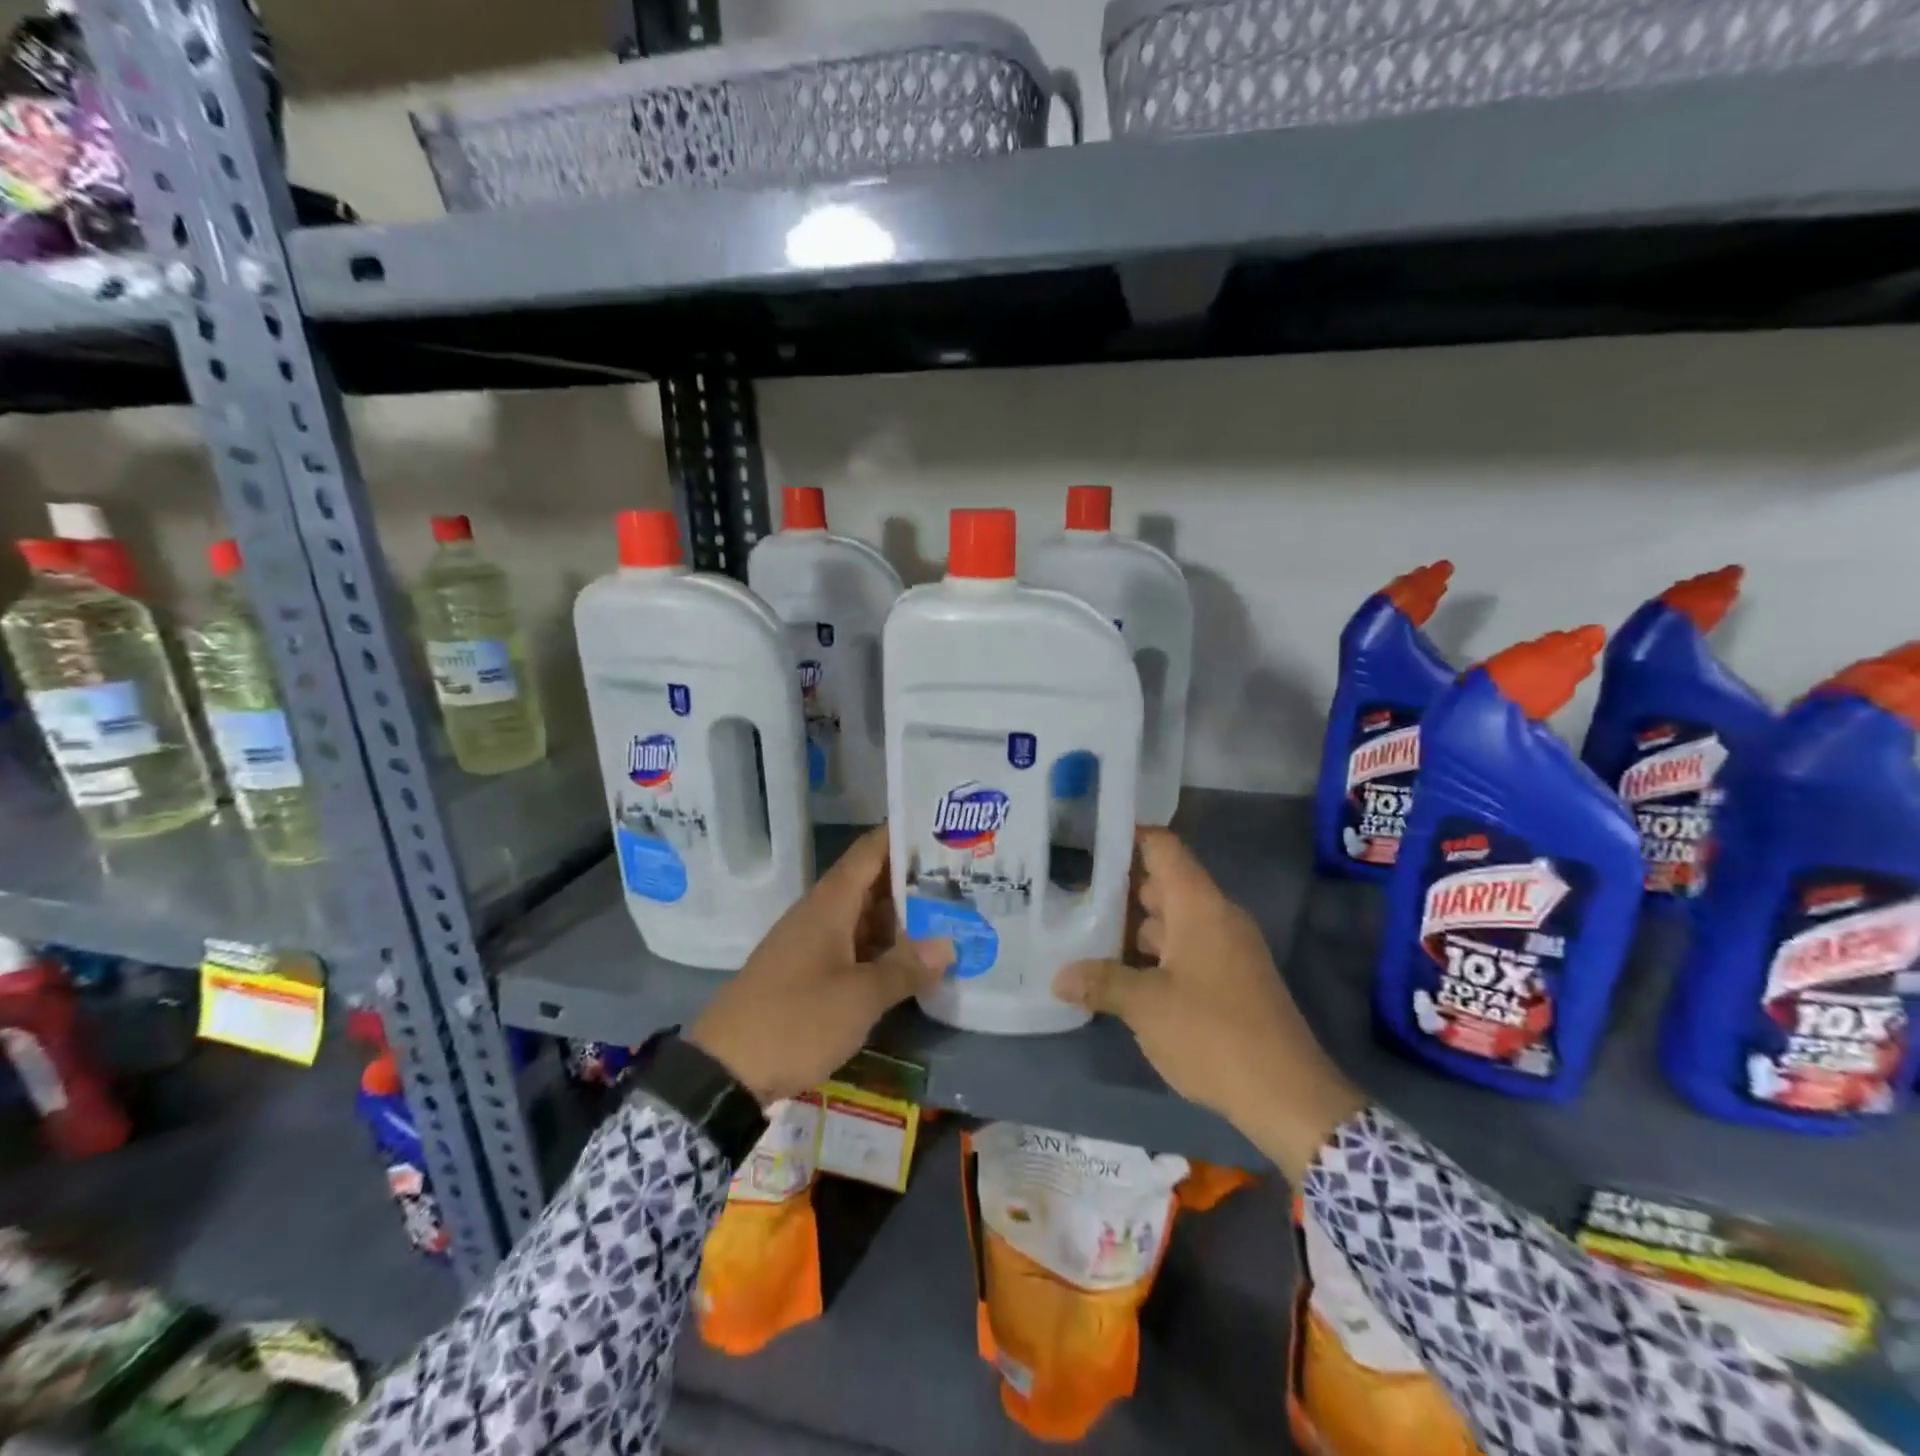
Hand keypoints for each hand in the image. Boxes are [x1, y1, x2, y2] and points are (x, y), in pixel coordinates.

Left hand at [689, 828, 951, 1106]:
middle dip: (915, 880)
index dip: (904, 835)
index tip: (945, 829)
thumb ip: (905, 968)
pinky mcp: (809, 972)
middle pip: (872, 882)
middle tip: (965, 878)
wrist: (725, 1070)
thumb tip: (949, 944)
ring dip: (903, 917)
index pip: (871, 851)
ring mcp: (813, 943)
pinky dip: (884, 947)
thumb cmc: (796, 1020)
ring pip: (866, 917)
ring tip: (952, 914)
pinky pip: (854, 945)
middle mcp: (821, 913)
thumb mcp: (859, 997)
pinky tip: (914, 960)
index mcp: (830, 903)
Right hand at [1053, 828, 1364, 1182]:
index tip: (1087, 838)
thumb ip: (1101, 982)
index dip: (1127, 836)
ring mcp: (1227, 949)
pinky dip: (1154, 954)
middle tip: (1070, 893)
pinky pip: (1185, 949)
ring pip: (1172, 921)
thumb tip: (1058, 976)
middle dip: (1119, 889)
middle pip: (1163, 884)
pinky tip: (1121, 973)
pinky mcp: (1231, 979)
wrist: (1289, 1096)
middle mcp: (1216, 917)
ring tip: (1085, 933)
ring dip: (1133, 927)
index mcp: (1199, 906)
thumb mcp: (1147, 1006)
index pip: (1162, 847)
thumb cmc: (1213, 1034)